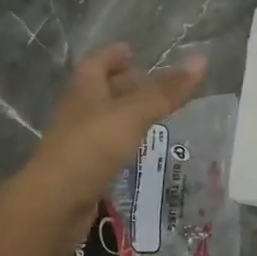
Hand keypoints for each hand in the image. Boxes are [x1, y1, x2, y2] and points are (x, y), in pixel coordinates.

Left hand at [3, 44, 206, 255]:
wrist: (54, 205)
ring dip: (125, 114)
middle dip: (123, 84)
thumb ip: (166, 91)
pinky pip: (106, 147)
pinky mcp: (83, 170)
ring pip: (104, 120)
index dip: (114, 55)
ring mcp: (78, 142)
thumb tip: (202, 59)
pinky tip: (139, 149)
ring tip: (154, 114)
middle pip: (100, 90)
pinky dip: (123, 142)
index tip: (132, 50)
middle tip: (153, 83)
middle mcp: (78, 111)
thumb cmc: (91, 148)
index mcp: (84, 89)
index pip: (97, 62)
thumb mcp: (133, 114)